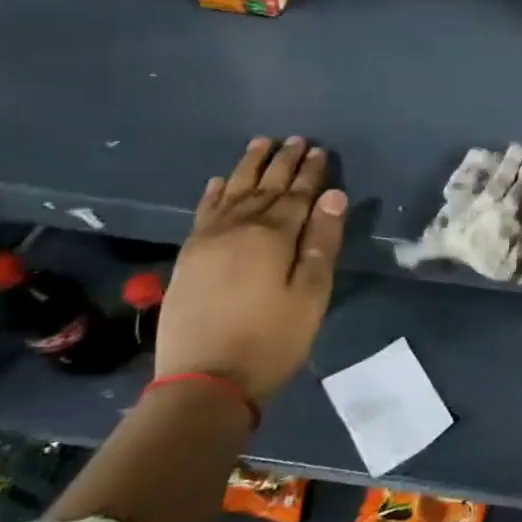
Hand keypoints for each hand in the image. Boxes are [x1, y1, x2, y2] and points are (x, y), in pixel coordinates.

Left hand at [156, 136, 348, 402]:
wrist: (204, 383)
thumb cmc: (272, 339)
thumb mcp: (311, 294)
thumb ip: (322, 242)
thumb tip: (333, 196)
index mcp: (272, 236)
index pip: (298, 194)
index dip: (311, 172)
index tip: (321, 150)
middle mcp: (237, 228)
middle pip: (264, 187)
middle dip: (283, 162)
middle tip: (297, 138)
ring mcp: (207, 242)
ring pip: (231, 192)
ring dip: (248, 167)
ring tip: (261, 144)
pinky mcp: (188, 258)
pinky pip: (202, 213)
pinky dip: (212, 193)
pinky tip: (217, 180)